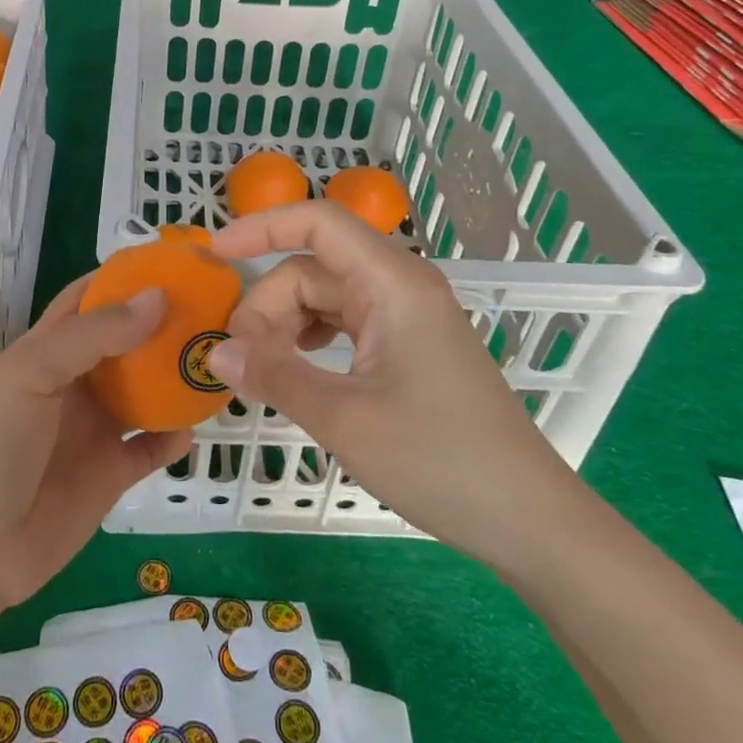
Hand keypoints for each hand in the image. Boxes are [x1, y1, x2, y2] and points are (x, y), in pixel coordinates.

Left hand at [0, 277, 191, 622]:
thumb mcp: (32, 375)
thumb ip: (94, 335)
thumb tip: (158, 297)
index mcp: (48, 350)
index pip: (89, 298)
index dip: (124, 277)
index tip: (172, 262)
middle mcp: (76, 382)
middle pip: (126, 342)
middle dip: (163, 324)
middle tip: (213, 307)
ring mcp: (94, 429)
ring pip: (145, 393)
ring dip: (176, 378)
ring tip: (215, 359)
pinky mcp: (110, 474)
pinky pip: (151, 448)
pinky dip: (174, 438)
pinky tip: (194, 428)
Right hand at [207, 201, 581, 566]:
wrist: (530, 519)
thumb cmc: (440, 460)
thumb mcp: (345, 419)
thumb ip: (275, 376)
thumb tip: (217, 353)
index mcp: (392, 282)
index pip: (317, 222)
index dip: (260, 228)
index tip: (212, 255)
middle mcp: (400, 285)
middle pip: (312, 268)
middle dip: (268, 306)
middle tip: (242, 363)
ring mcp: (406, 315)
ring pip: (325, 297)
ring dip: (286, 325)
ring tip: (264, 371)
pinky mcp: (408, 345)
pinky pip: (345, 323)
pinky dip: (310, 340)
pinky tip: (297, 372)